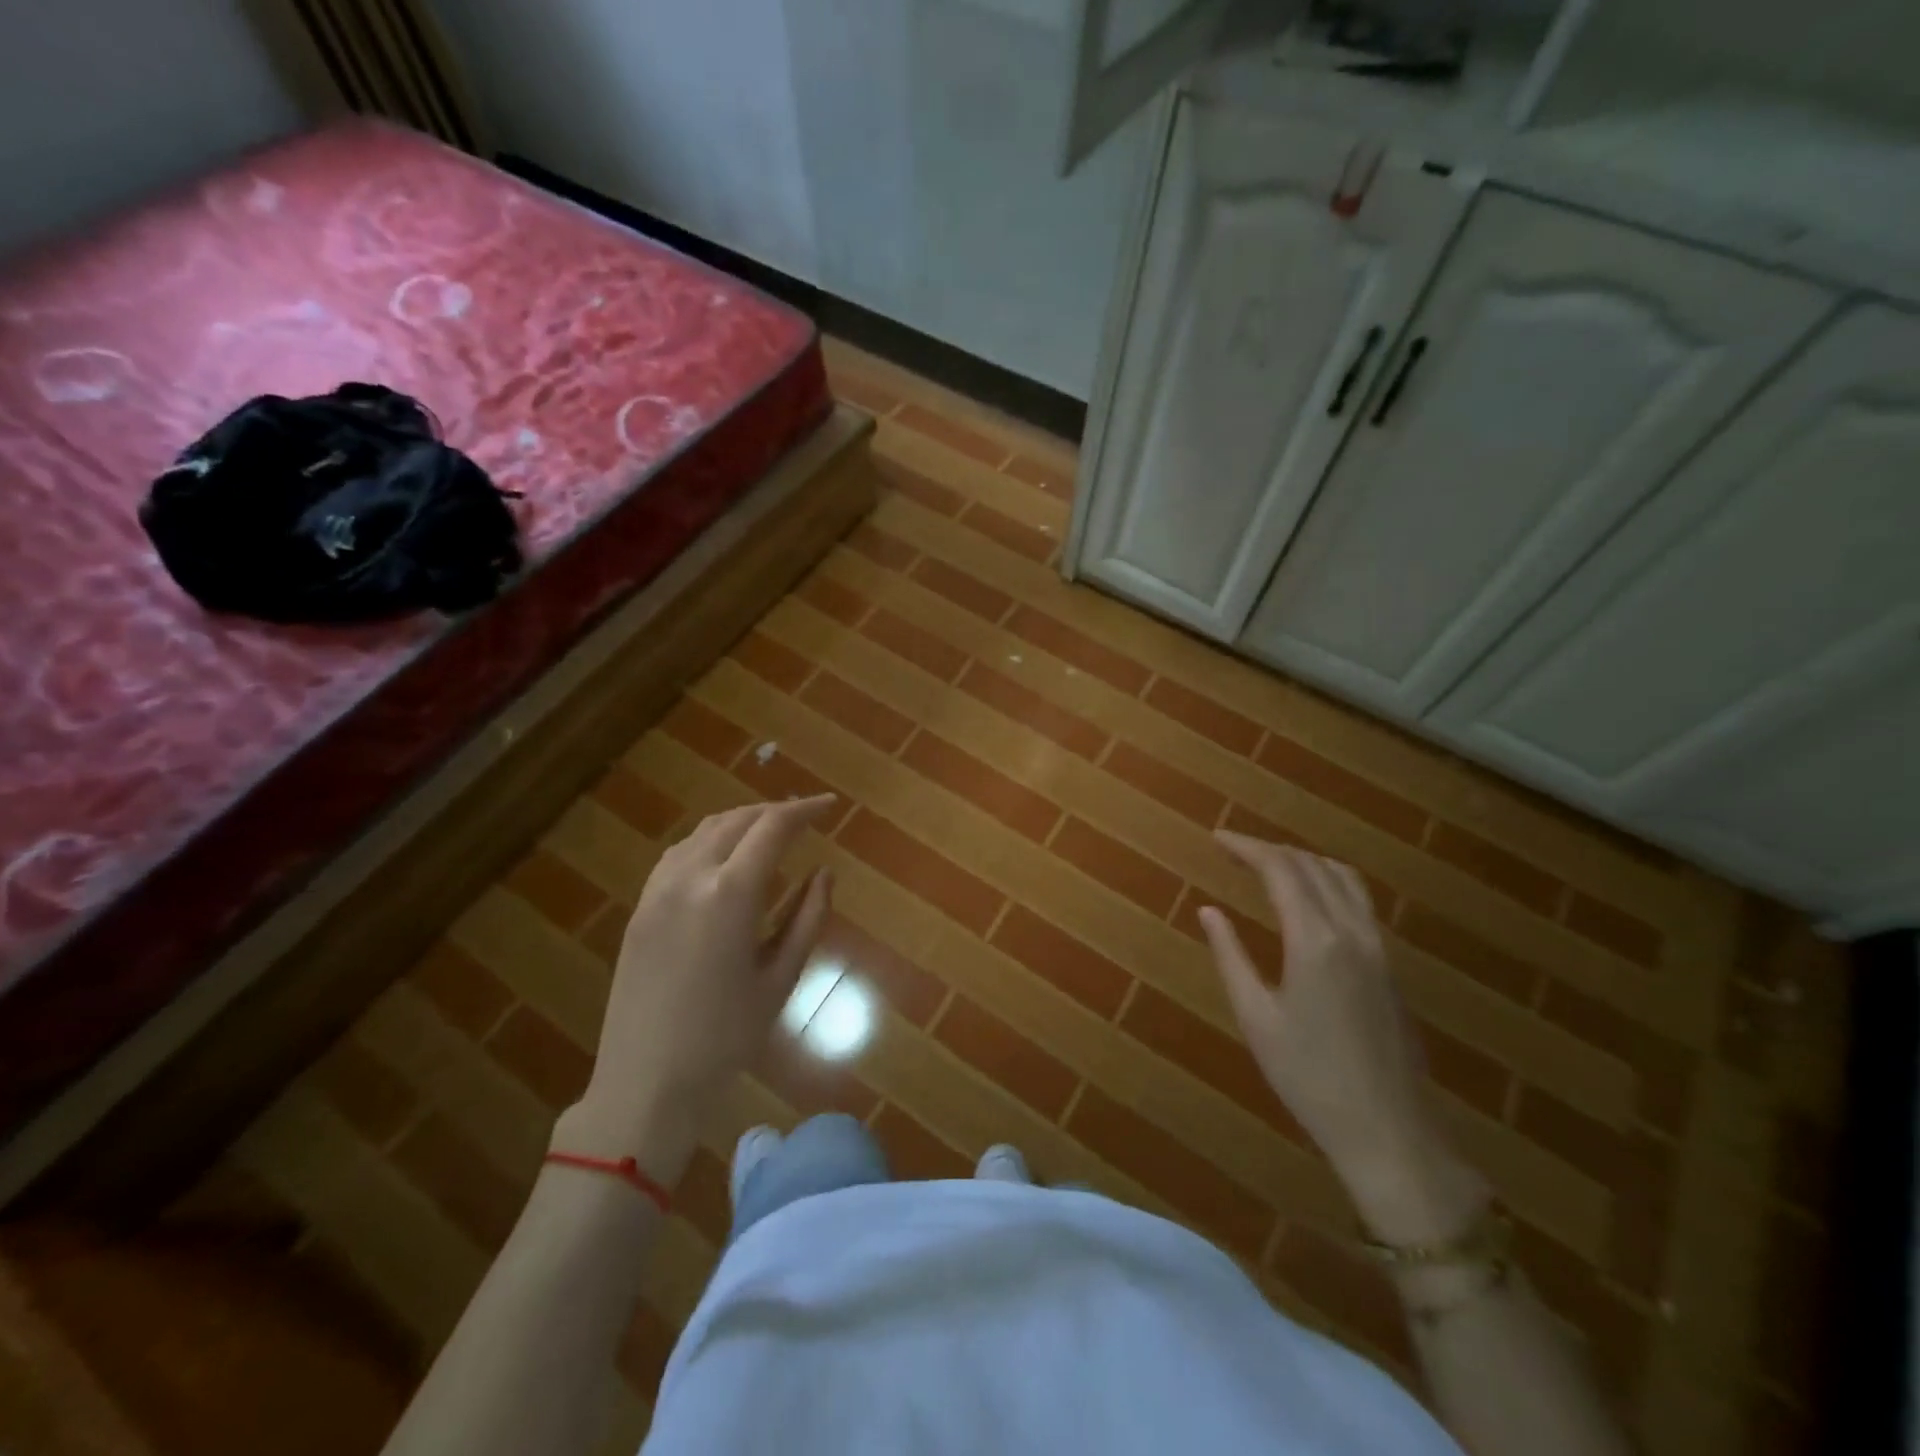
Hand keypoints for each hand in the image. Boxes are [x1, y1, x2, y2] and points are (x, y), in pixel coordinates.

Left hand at [557, 796, 835, 1178]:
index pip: (773, 827)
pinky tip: (725, 857)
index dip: (805, 810)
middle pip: (737, 820)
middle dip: (775, 812)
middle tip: (806, 818)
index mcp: (730, 893)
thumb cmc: (726, 1036)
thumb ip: (808, 917)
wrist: (646, 1081)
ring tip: (770, 832)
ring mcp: (658, 890)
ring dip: (741, 821)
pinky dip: (710, 840)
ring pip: (705, 831)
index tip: (830, 806)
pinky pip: (679, 853)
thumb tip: (824, 873)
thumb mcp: (781, 977)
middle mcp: (690, 877)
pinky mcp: (640, 907)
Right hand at [1201, 832, 1483, 1240]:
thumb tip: (1209, 911)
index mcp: (1314, 940)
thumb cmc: (1309, 1078)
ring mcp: (1377, 946)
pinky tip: (1309, 898)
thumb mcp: (1257, 1017)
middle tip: (1232, 851)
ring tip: (1267, 866)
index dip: (1246, 847)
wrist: (1389, 1131)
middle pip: (1311, 865)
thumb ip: (1231, 956)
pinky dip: (1327, 880)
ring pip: (1342, 877)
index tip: (1216, 839)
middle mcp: (1350, 931)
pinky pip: (1358, 899)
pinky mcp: (1389, 965)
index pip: (1280, 869)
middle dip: (1269, 849)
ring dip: (1302, 860)